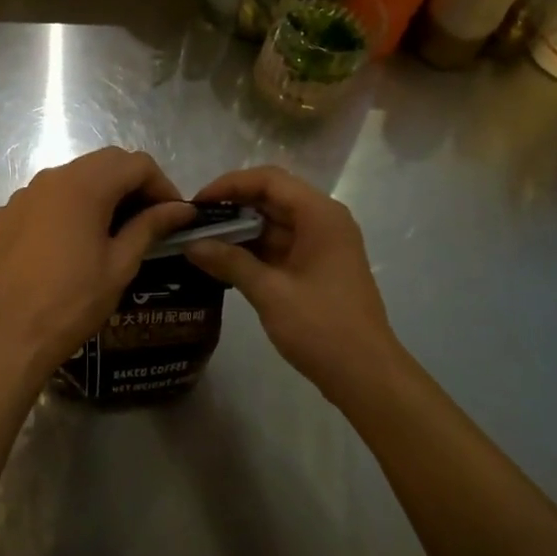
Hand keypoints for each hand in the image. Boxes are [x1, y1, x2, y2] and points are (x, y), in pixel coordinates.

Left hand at [0, 148, 196, 380]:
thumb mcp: (121, 264)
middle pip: (104, 162)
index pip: (136, 163)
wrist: (9, 335)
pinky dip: (68, 208)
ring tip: (113, 230)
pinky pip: (45, 198)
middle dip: (133, 184)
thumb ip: (150, 226)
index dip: (162, 185)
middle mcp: (51, 178)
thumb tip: (181, 209)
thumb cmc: (73, 301)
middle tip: (149, 219)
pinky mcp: (5, 215)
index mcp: (85, 185)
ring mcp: (23, 194)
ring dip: (100, 193)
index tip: (174, 215)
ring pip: (73, 177)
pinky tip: (71, 242)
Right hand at [184, 166, 401, 399]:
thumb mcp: (270, 292)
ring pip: (274, 222)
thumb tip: (190, 243)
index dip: (230, 185)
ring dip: (240, 230)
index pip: (269, 180)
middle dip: (232, 207)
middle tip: (193, 222)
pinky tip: (222, 261)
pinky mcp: (317, 266)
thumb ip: (230, 262)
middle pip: (272, 197)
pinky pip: (280, 245)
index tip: (196, 203)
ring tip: (200, 241)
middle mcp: (323, 221)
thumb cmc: (321, 327)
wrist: (366, 375)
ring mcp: (322, 244)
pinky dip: (253, 249)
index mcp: (320, 215)